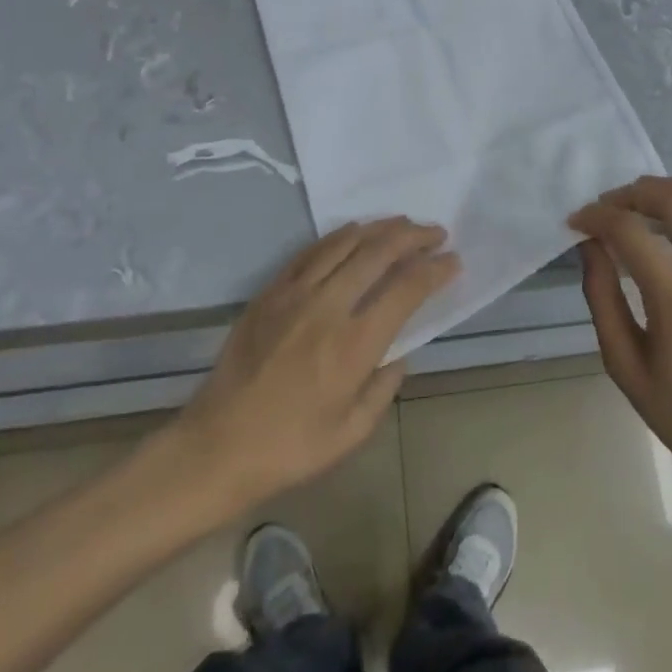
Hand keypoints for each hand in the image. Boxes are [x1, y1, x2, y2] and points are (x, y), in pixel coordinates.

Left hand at [174, 219, 458, 507]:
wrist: (218, 445)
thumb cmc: (291, 447)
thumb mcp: (352, 432)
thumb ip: (384, 388)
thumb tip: (399, 353)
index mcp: (354, 345)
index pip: (406, 290)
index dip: (435, 270)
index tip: (453, 261)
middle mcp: (328, 307)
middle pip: (379, 253)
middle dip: (414, 237)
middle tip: (436, 233)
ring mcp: (296, 293)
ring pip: (345, 243)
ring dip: (380, 228)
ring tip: (402, 223)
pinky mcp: (271, 291)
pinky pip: (311, 251)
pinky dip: (339, 236)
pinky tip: (354, 232)